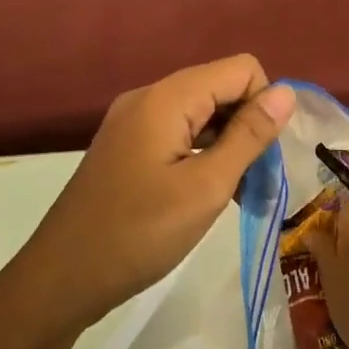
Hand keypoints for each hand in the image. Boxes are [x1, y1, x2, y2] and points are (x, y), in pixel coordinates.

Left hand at [9, 56, 295, 337]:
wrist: (60, 279)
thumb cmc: (139, 233)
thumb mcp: (206, 187)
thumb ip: (249, 136)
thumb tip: (287, 93)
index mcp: (167, 98)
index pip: (241, 69)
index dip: (264, 105)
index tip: (263, 156)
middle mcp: (149, 98)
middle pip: (220, 88)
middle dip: (248, 126)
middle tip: (256, 181)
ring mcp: (133, 122)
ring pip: (202, 113)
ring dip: (228, 145)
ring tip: (238, 194)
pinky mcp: (127, 147)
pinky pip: (179, 134)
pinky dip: (203, 155)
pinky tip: (208, 194)